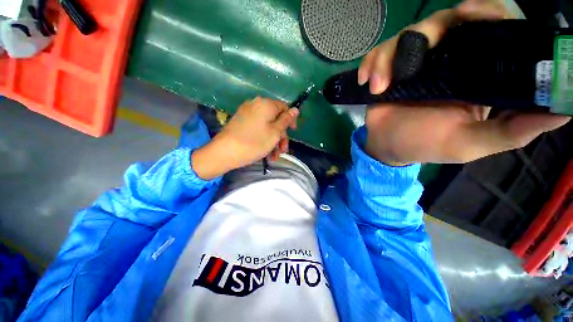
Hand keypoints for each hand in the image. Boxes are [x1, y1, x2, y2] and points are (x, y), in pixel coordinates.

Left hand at [192, 97, 298, 179]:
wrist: (224, 152)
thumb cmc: (254, 143)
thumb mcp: (275, 133)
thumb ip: (286, 121)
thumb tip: (295, 109)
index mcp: (266, 104)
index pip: (284, 107)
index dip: (290, 119)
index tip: (293, 132)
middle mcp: (256, 105)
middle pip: (275, 119)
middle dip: (281, 136)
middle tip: (282, 151)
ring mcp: (247, 114)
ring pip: (267, 126)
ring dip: (273, 141)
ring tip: (274, 157)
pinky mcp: (241, 123)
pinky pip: (257, 129)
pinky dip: (263, 139)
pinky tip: (266, 154)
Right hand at [358, 0, 569, 164]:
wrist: (387, 147)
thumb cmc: (425, 146)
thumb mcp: (471, 143)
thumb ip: (513, 130)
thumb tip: (565, 109)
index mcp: (474, 72)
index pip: (489, 29)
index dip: (484, 13)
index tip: (469, 13)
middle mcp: (448, 60)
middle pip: (444, 21)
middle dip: (426, 32)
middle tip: (409, 57)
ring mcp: (415, 63)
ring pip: (405, 36)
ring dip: (386, 58)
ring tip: (378, 86)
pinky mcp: (389, 70)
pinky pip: (379, 54)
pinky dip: (371, 63)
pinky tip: (366, 81)